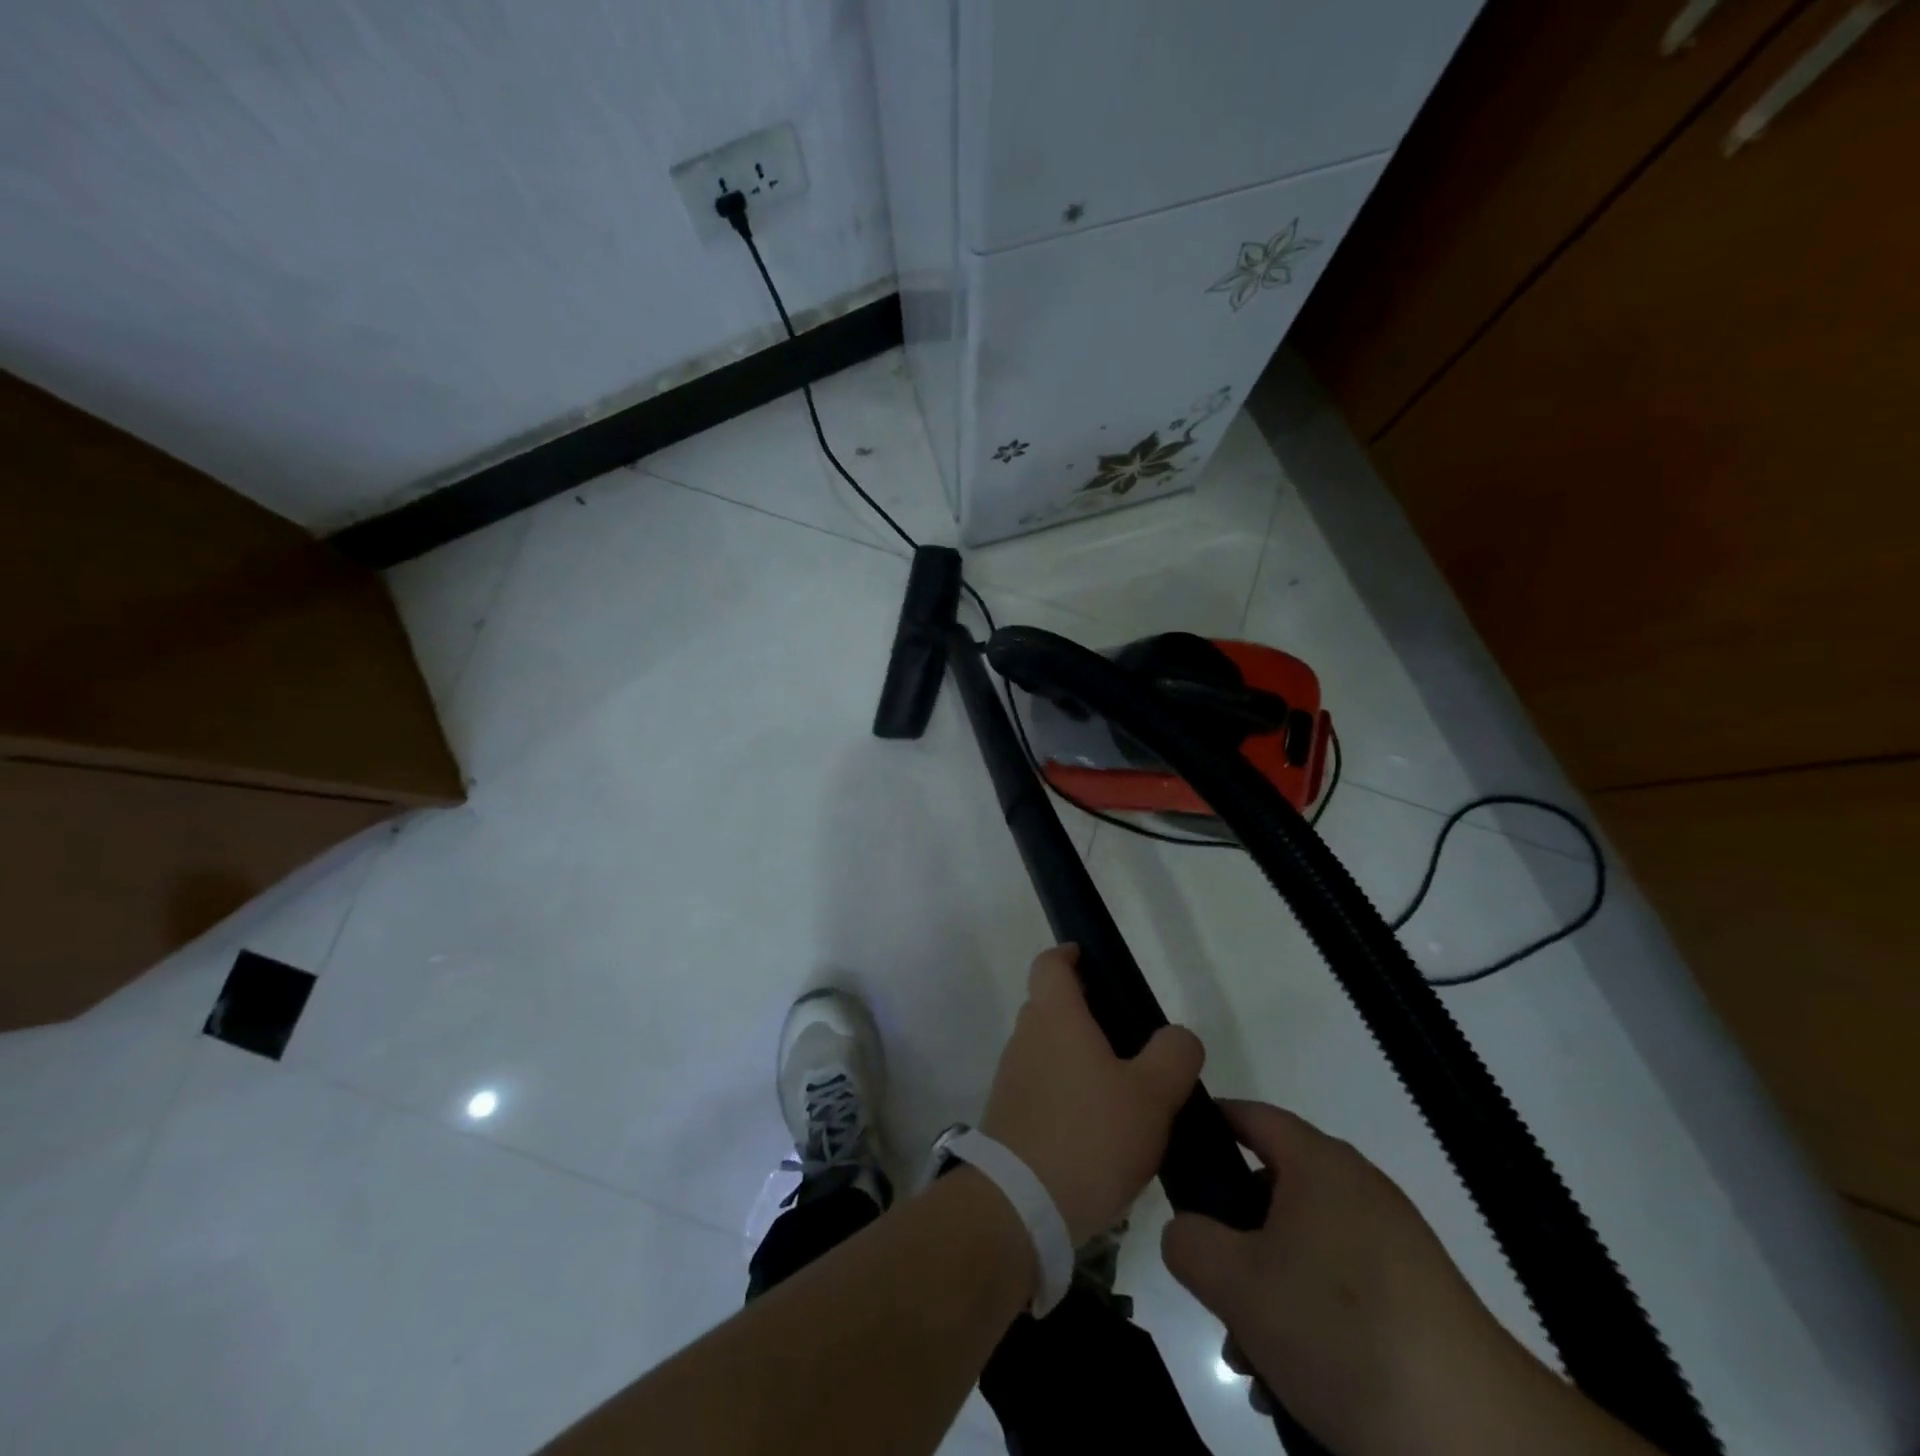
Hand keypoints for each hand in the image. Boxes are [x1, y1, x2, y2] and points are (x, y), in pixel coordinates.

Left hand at [980, 944, 1203, 1245]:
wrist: (1019, 1207)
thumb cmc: (1089, 1136)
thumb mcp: (1152, 1095)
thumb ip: (1174, 1055)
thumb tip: (1178, 1037)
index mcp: (1054, 1016)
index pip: (1051, 963)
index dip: (1071, 955)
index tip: (1094, 963)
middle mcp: (1026, 1037)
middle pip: (1053, 1006)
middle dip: (1088, 1013)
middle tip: (1132, 1039)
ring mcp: (1013, 1078)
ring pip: (1049, 1049)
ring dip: (1080, 1057)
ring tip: (1125, 1091)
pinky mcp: (1010, 1116)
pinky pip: (1043, 1087)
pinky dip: (1068, 1092)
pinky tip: (1101, 1130)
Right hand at [1161, 1102, 1543, 1455]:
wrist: (1477, 1435)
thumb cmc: (1341, 1329)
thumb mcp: (1236, 1283)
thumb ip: (1188, 1241)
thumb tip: (1187, 1233)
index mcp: (1319, 1163)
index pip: (1251, 1115)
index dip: (1208, 1123)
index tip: (1174, 1154)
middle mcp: (1358, 1189)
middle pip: (1272, 1192)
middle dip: (1234, 1240)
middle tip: (1211, 1286)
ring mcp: (1393, 1245)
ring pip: (1303, 1250)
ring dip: (1267, 1293)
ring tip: (1251, 1357)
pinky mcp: (1417, 1299)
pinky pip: (1341, 1289)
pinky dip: (1310, 1320)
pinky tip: (1297, 1381)